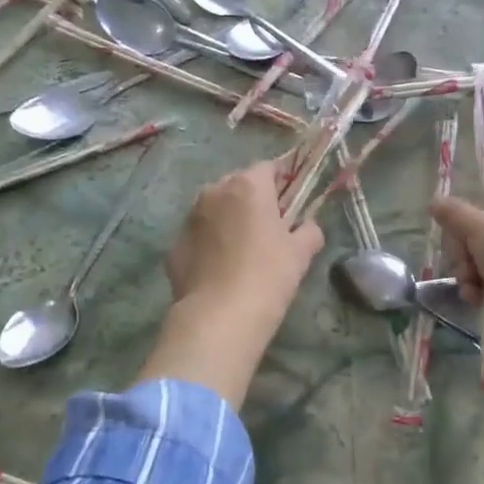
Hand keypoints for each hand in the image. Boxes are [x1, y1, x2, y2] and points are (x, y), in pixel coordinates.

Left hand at [167, 159, 322, 327]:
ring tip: (242, 247)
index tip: (292, 195)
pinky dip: (210, 243)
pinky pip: (199, 235)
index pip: (269, 167)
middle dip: (253, 198)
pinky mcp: (175, 246)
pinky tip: (221, 267)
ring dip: (228, 218)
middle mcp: (214, 192)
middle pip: (238, 184)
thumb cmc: (268, 276)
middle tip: (269, 224)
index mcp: (248, 187)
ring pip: (214, 208)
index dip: (283, 178)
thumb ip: (309, 231)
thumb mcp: (300, 254)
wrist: (219, 316)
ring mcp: (189, 218)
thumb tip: (308, 227)